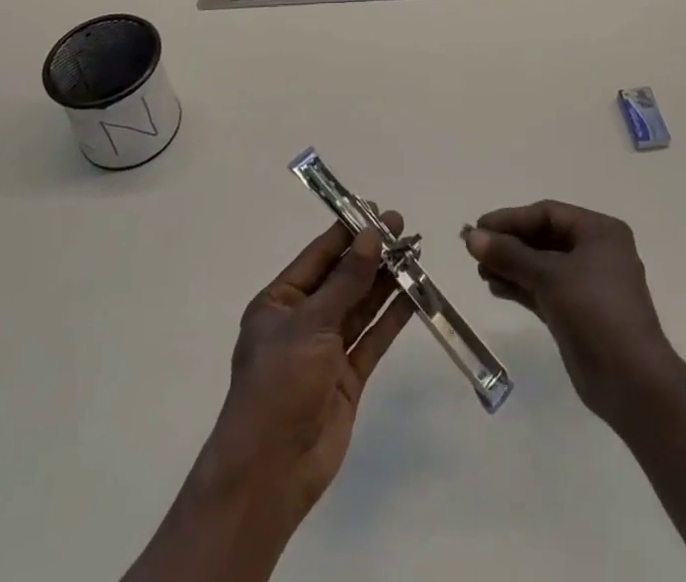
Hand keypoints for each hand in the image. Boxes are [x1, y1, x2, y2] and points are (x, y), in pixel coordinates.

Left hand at [204, 215, 413, 519]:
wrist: (270, 473)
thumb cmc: (278, 384)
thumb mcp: (310, 324)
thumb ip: (346, 281)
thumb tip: (371, 236)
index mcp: (279, 303)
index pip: (318, 257)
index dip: (347, 232)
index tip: (377, 211)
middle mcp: (302, 321)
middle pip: (342, 279)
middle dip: (371, 254)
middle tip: (405, 228)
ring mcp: (326, 351)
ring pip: (360, 306)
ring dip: (385, 281)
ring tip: (415, 253)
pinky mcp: (347, 378)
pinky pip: (372, 338)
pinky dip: (392, 317)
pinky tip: (414, 296)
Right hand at [465, 201, 676, 422]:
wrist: (632, 382)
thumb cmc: (595, 312)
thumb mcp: (550, 276)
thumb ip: (509, 255)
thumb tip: (472, 237)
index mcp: (600, 231)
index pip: (548, 214)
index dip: (511, 219)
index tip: (479, 227)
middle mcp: (596, 252)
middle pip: (544, 238)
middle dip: (510, 243)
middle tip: (474, 250)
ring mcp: (588, 285)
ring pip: (542, 265)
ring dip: (512, 266)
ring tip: (481, 271)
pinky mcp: (578, 313)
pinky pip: (544, 289)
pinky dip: (521, 286)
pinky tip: (495, 287)